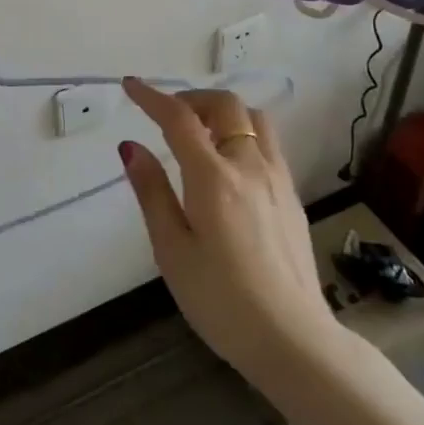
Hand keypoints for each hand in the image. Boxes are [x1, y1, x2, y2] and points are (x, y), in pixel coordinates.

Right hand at [119, 79, 345, 387]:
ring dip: (223, 112)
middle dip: (192, 98)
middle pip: (225, 105)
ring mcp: (277, 179)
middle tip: (167, 115)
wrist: (293, 339)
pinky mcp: (292, 196)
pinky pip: (268, 144)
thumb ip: (152, 192)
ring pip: (255, 119)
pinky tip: (229, 164)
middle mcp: (250, 166)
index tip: (131, 85)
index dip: (152, 97)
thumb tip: (130, 147)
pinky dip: (243, 133)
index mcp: (213, 178)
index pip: (179, 119)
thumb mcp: (172, 250)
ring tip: (200, 133)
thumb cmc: (220, 300)